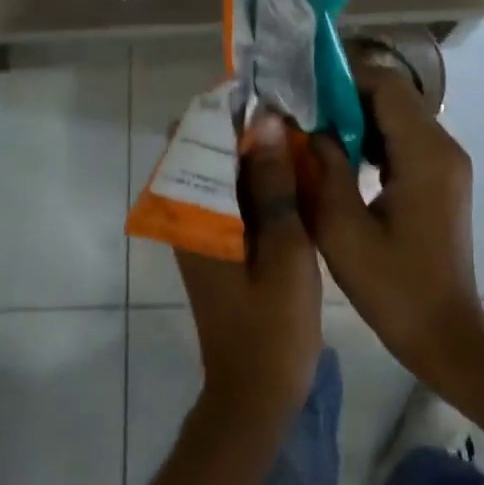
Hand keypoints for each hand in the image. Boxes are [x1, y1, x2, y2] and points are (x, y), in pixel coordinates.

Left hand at [174, 111, 322, 438]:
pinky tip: (291, 172)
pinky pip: (230, 193)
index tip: (269, 90)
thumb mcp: (283, 247)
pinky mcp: (216, 244)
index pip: (195, 136)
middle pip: (205, 148)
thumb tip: (266, 120)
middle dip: (243, 124)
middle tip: (291, 109)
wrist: (255, 395)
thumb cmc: (273, 324)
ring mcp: (200, 230)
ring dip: (251, 149)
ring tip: (296, 130)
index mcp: (194, 212)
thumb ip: (273, 183)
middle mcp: (187, 214)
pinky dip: (255, 176)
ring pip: (220, 169)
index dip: (228, 107)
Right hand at [306, 66, 483, 391]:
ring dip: (358, 116)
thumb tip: (304, 126)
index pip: (386, 86)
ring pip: (399, 114)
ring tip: (315, 131)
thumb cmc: (393, 288)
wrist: (445, 333)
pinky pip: (405, 137)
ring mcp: (447, 162)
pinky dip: (372, 136)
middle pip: (394, 95)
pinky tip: (342, 157)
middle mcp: (443, 147)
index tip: (303, 90)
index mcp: (425, 155)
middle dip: (346, 96)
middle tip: (302, 111)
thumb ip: (322, 169)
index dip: (343, 79)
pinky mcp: (442, 177)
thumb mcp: (342, 231)